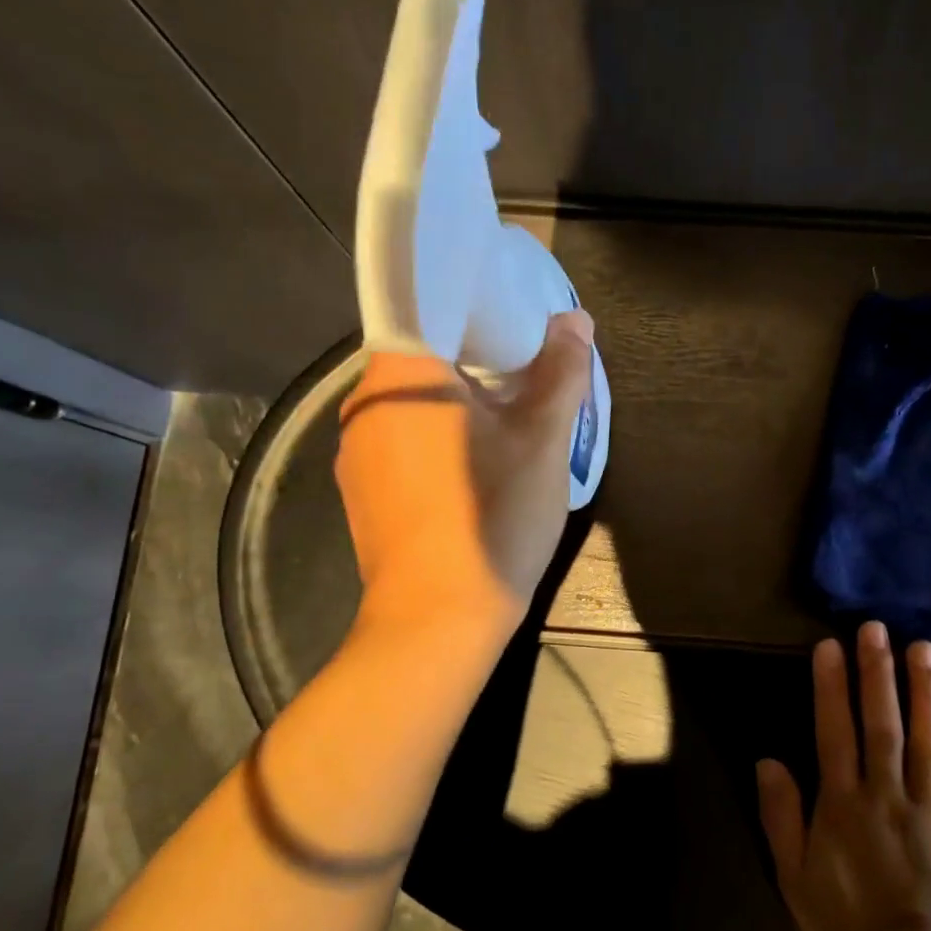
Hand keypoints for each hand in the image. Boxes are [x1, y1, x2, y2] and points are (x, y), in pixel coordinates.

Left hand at [335, 310, 593, 641]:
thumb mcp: (543, 440)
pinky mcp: (362, 494)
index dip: (479, 309)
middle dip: (477, 361)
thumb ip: (560, 372)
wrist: (438, 622)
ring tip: (508, 421)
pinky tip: (474, 469)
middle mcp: (365, 405)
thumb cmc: (493, 516)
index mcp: (401, 375)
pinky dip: (439, 439)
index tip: (518, 323)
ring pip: (416, 405)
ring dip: (459, 404)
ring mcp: (356, 454)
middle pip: (426, 359)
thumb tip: (574, 320)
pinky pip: (405, 443)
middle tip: (528, 372)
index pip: (431, 308)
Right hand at [756, 621, 930, 930]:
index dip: (831, 686)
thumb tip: (768, 759)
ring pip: (925, 739)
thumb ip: (781, 815)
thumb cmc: (845, 923)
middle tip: (877, 627)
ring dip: (922, 690)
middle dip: (876, 672)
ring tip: (922, 648)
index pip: (834, 731)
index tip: (830, 645)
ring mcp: (930, 807)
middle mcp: (886, 793)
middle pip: (881, 723)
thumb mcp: (794, 875)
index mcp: (842, 803)